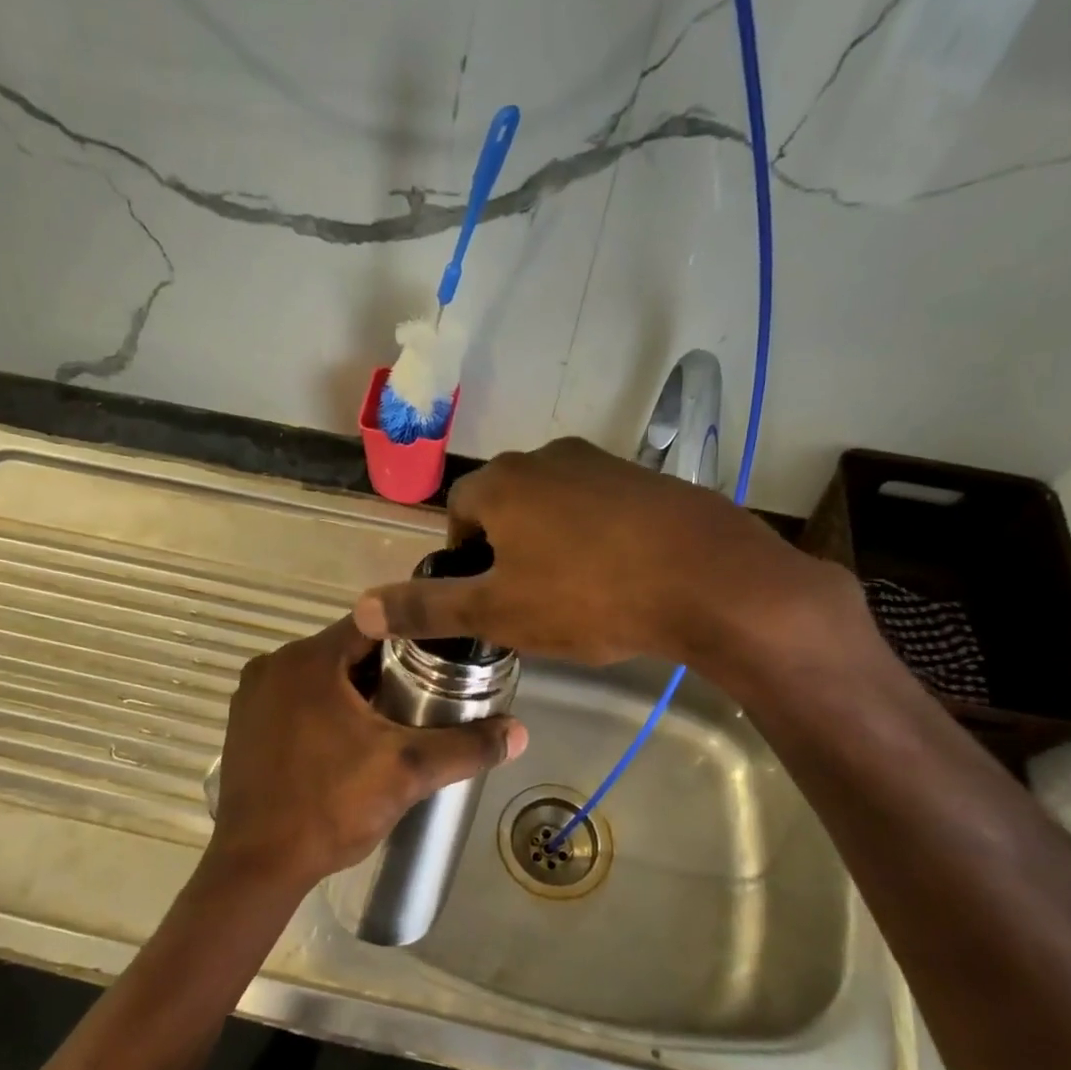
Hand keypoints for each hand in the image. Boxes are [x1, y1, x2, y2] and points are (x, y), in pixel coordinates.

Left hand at [206, 617, 526, 891]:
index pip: (374, 623)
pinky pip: (296, 698)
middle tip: (429, 693)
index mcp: (309, 660)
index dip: (414, 634)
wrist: (257, 865)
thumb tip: (519, 732)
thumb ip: (465, 747)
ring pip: (321, 675)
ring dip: (356, 689)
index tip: (445, 656)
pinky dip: (325, 706)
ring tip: (396, 718)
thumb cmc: (330, 806)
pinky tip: (350, 739)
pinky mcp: (243, 723)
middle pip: (347, 649)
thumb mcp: (406, 772)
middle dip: (388, 668)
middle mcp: (274, 665)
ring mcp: (252, 695)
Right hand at [353, 439, 874, 690]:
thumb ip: (427, 608)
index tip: (485, 598)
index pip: (458, 510)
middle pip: (506, 504)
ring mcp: (602, 462)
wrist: (709, 580)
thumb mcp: (497, 612)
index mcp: (503, 482)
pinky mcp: (648, 479)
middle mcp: (547, 457)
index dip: (462, 557)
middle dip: (506, 550)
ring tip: (575, 596)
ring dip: (551, 544)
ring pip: (554, 506)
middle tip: (527, 603)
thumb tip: (361, 607)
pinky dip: (596, 538)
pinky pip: (601, 508)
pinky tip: (620, 578)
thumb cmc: (588, 595)